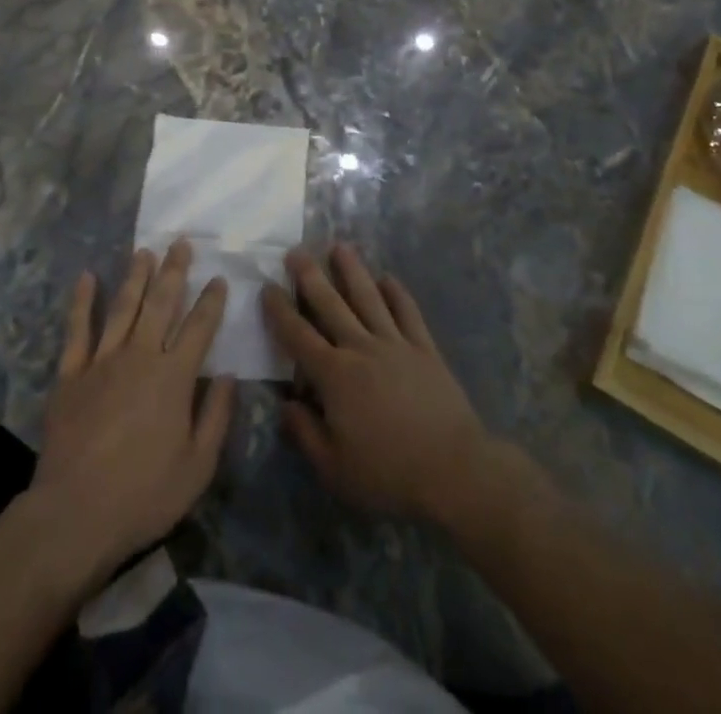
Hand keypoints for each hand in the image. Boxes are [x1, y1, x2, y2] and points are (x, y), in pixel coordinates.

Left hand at [33, 241, 234, 579]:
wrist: (74, 515)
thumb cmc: (144, 495)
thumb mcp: (198, 466)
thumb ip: (216, 416)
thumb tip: (228, 376)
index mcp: (174, 376)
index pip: (200, 327)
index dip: (211, 300)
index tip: (219, 278)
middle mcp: (140, 356)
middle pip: (161, 303)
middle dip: (173, 271)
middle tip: (180, 243)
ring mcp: (102, 361)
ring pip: (123, 307)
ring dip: (135, 276)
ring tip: (144, 251)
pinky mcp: (70, 374)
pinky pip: (77, 329)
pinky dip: (82, 301)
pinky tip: (87, 277)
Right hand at [262, 244, 493, 523]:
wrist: (453, 469)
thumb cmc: (388, 474)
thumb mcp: (334, 469)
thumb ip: (305, 433)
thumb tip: (286, 403)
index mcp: (335, 376)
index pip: (298, 336)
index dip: (280, 311)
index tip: (267, 287)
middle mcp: (361, 348)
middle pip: (331, 305)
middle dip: (310, 276)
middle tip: (296, 250)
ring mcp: (396, 344)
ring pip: (369, 298)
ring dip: (352, 271)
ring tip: (340, 247)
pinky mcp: (424, 348)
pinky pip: (408, 312)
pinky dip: (397, 293)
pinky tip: (389, 278)